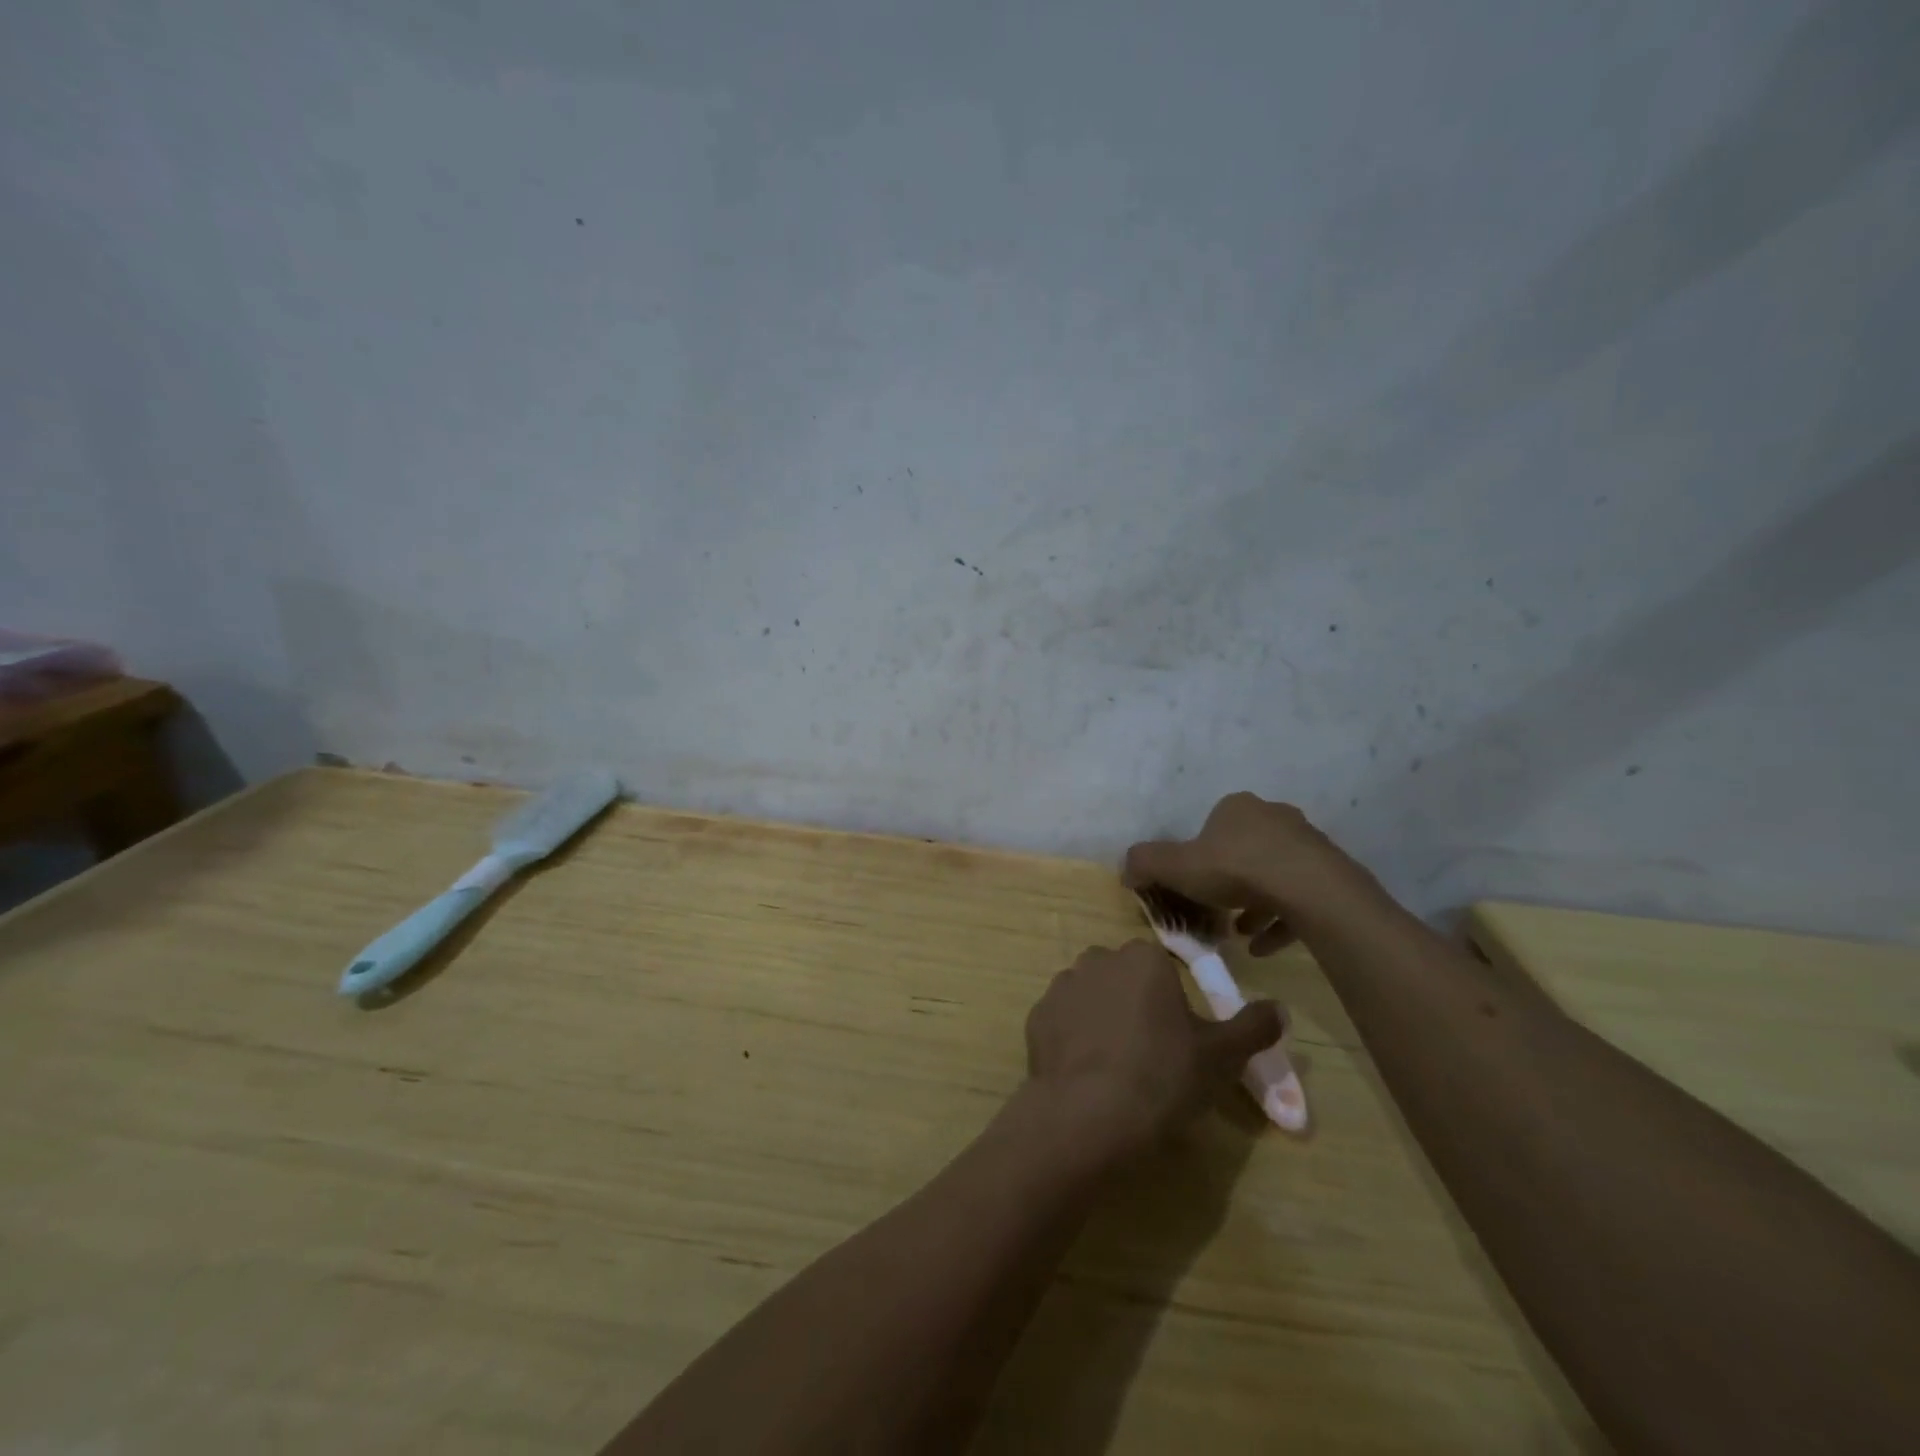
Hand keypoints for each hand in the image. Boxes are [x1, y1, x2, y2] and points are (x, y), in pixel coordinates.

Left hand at [1024, 940, 1281, 1165]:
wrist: (1090, 1113)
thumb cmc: (1163, 1075)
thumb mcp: (1221, 1056)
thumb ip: (1253, 1027)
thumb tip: (1279, 1008)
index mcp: (1142, 958)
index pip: (1160, 968)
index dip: (1171, 1001)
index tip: (1177, 1038)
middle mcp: (1098, 960)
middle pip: (1123, 977)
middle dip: (1134, 1003)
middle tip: (1149, 1051)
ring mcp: (1062, 986)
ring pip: (1090, 995)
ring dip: (1101, 1017)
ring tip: (1115, 1065)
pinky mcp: (1036, 1017)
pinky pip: (1062, 1021)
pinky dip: (1073, 1038)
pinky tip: (1086, 1072)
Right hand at [1124, 792, 1373, 953]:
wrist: (1310, 890)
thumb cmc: (1236, 869)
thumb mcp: (1176, 866)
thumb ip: (1146, 863)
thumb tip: (1126, 870)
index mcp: (1237, 807)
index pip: (1212, 826)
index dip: (1198, 856)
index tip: (1192, 884)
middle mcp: (1274, 817)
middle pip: (1244, 849)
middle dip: (1228, 880)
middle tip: (1215, 909)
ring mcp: (1306, 844)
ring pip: (1273, 874)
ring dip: (1254, 903)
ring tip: (1238, 932)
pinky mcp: (1330, 874)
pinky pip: (1299, 897)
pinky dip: (1280, 920)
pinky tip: (1263, 947)